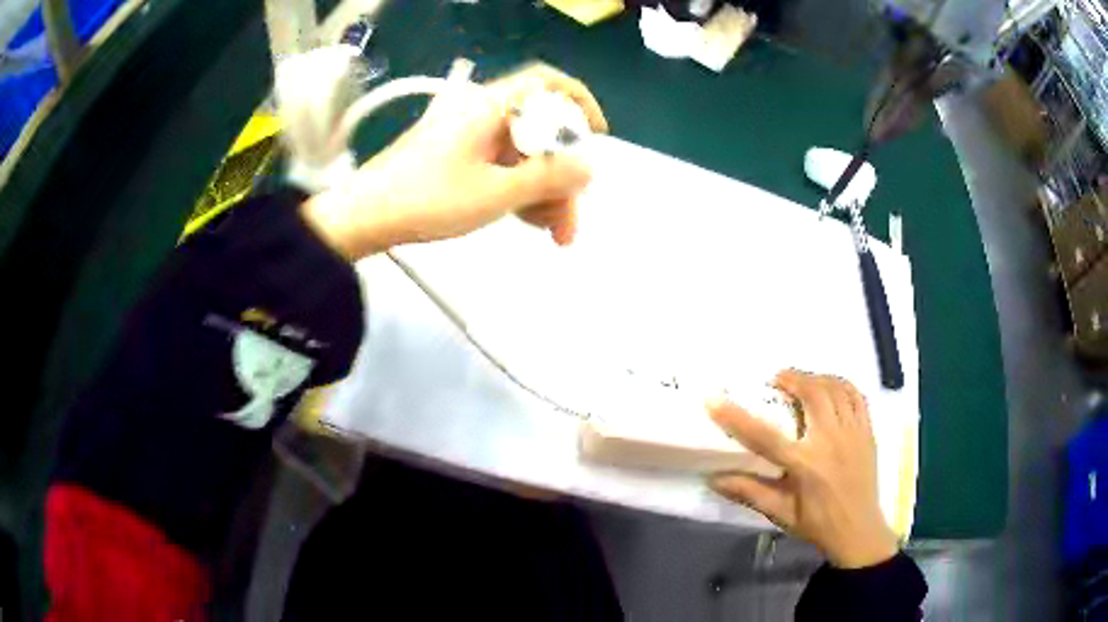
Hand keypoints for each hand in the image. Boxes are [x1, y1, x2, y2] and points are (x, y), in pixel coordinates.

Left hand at [303, 62, 608, 258]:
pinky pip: (499, 165)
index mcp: (489, 107)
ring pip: (521, 153)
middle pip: (538, 131)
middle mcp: (480, 114)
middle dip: (561, 174)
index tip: (596, 136)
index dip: (578, 104)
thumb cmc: (425, 200)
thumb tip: (588, 167)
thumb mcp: (494, 193)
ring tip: (552, 232)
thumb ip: (547, 179)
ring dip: (542, 190)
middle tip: (570, 219)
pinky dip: (517, 189)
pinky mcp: (455, 157)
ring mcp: (466, 136)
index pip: (547, 84)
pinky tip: (527, 220)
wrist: (362, 218)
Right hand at [707, 370, 898, 568]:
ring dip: (816, 378)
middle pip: (812, 394)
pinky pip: (856, 395)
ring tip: (802, 381)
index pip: (764, 436)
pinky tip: (830, 387)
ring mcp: (853, 433)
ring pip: (836, 388)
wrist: (858, 530)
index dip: (736, 417)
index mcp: (805, 465)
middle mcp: (831, 442)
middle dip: (791, 378)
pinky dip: (841, 384)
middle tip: (776, 379)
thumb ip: (749, 492)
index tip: (713, 398)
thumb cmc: (816, 523)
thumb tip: (713, 479)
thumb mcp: (780, 513)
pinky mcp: (867, 431)